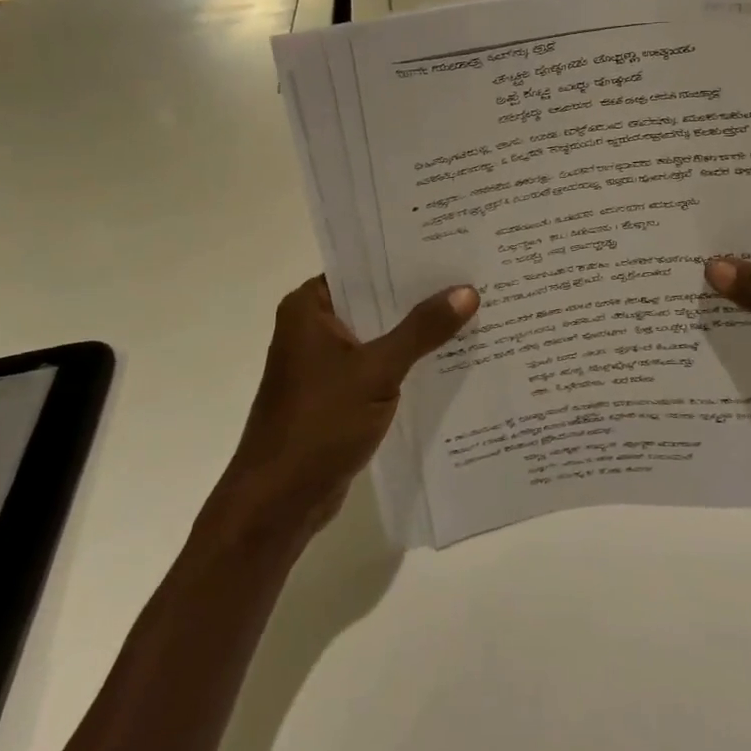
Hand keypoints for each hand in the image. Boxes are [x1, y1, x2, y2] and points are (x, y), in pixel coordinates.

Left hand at [224, 276, 478, 536]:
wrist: (277, 504)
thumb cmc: (318, 425)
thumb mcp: (376, 371)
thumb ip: (421, 330)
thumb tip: (468, 291)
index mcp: (309, 307)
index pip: (364, 266)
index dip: (406, 258)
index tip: (451, 246)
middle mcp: (314, 326)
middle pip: (375, 300)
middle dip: (420, 295)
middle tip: (473, 275)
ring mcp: (325, 363)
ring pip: (380, 334)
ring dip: (417, 331)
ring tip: (473, 310)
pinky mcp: (338, 394)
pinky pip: (379, 365)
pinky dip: (407, 362)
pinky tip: (450, 358)